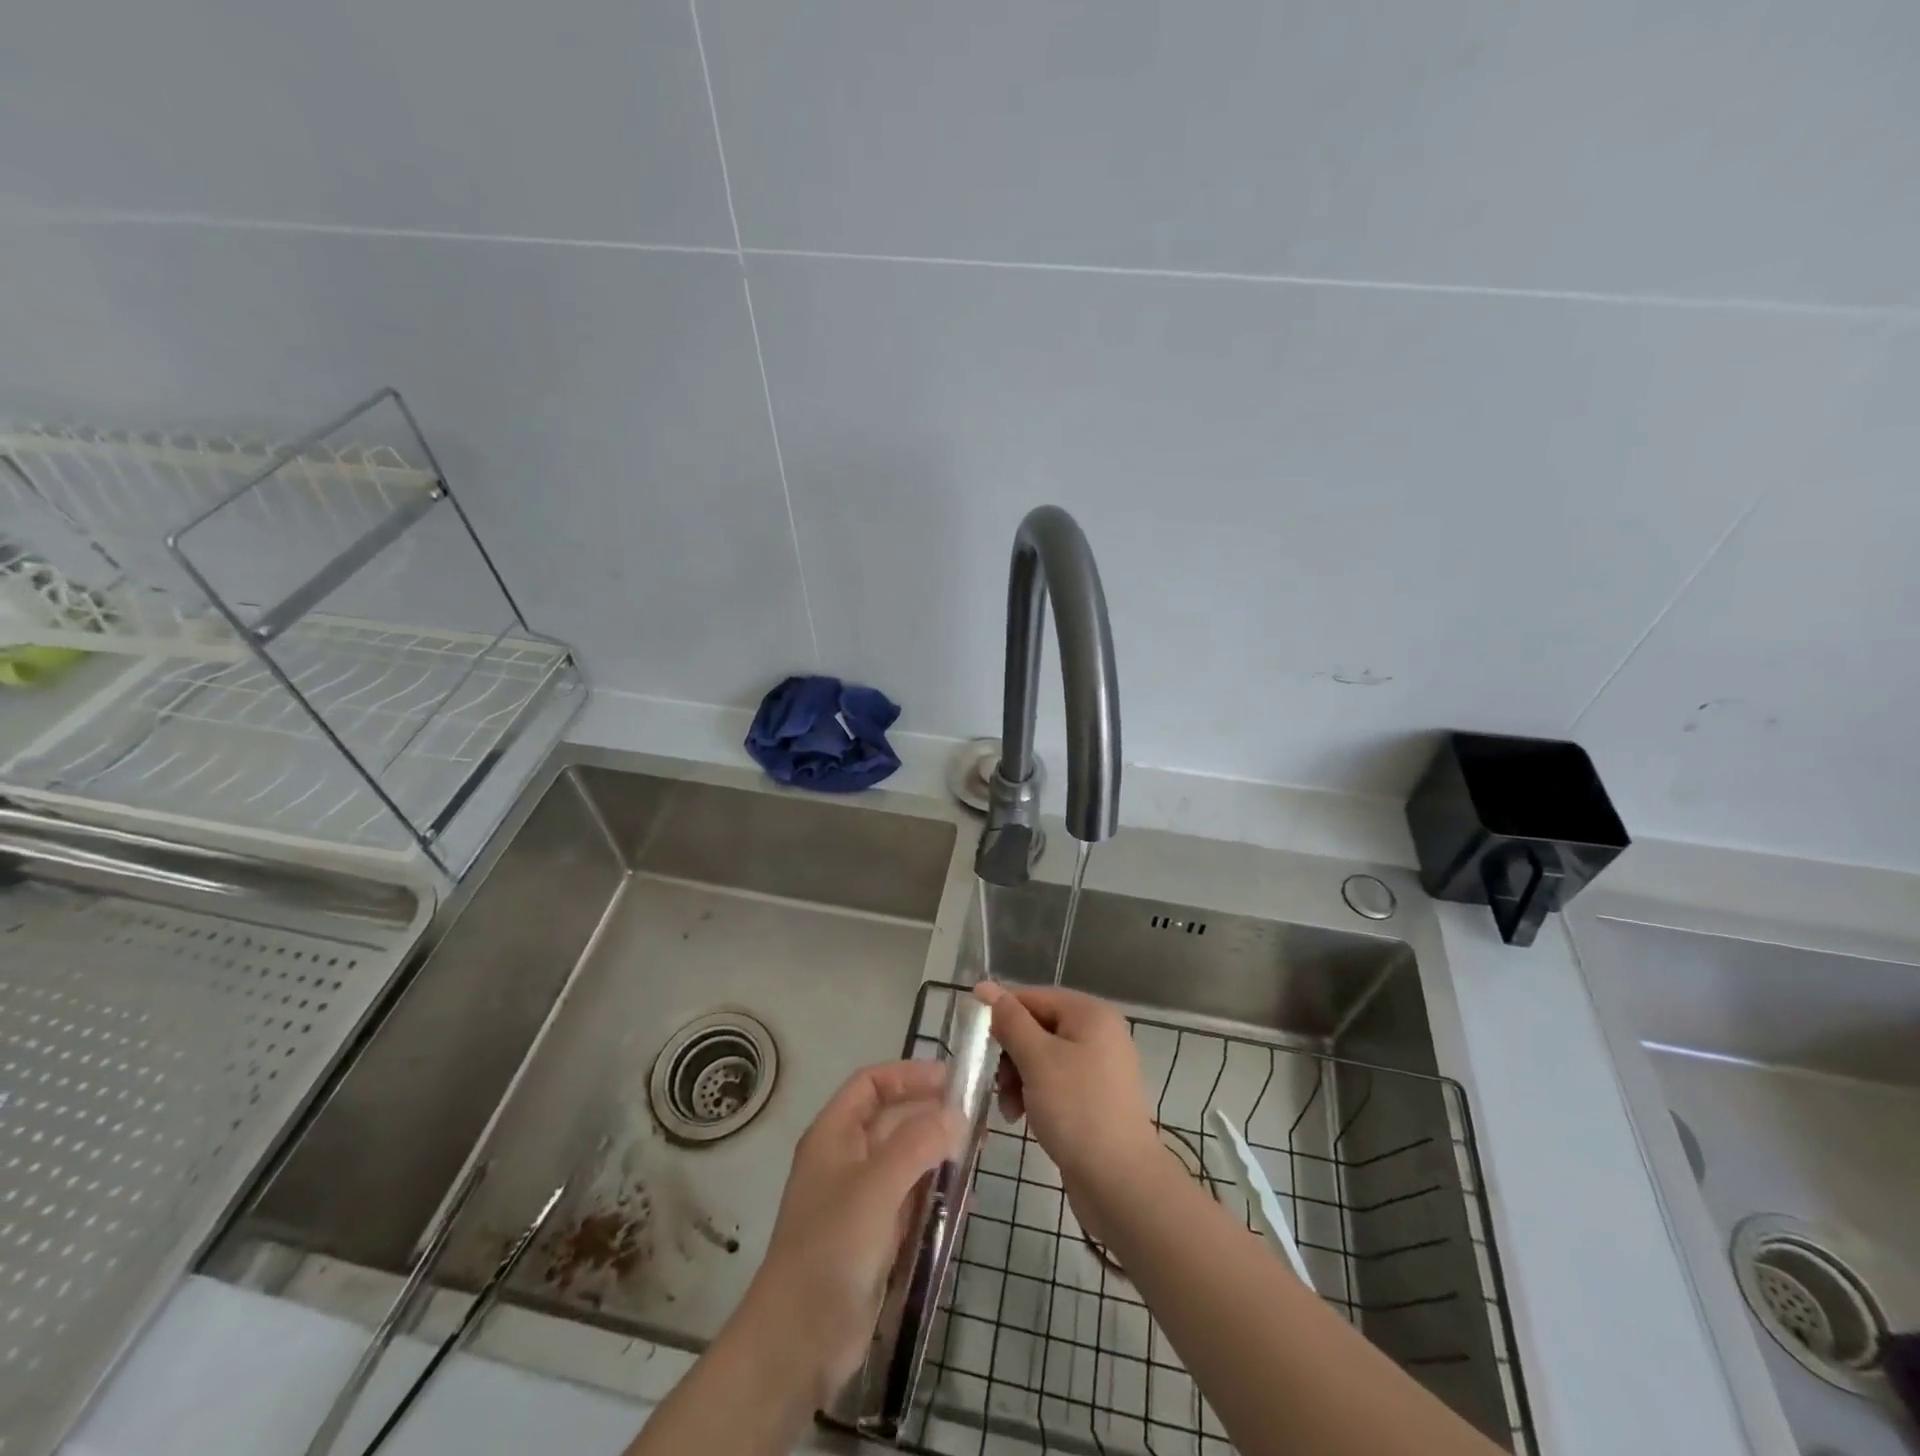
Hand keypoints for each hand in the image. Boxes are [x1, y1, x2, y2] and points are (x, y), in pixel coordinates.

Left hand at [738, 1060, 963, 1409]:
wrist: (799, 1342)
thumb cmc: (832, 1248)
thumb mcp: (876, 1186)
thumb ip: (918, 1143)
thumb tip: (956, 1113)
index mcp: (834, 1135)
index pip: (872, 1083)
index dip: (909, 1075)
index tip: (951, 1080)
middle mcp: (846, 1159)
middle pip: (893, 1119)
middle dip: (932, 1114)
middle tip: (978, 1119)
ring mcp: (860, 1199)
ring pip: (906, 1160)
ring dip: (939, 1154)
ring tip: (978, 1154)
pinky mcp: (875, 1237)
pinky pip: (911, 1200)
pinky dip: (936, 1194)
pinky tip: (966, 1201)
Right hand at [974, 982, 1158, 1189]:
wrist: (1121, 1183)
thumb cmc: (1077, 1110)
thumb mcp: (1037, 1059)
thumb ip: (1010, 1020)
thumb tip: (985, 985)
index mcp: (1090, 1013)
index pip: (1033, 997)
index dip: (1001, 1015)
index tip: (975, 1042)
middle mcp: (1098, 1032)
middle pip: (1037, 1027)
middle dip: (1010, 1054)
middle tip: (996, 1081)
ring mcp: (1098, 1066)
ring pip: (1042, 1057)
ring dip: (1018, 1078)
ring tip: (1009, 1109)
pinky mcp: (1094, 1097)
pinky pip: (1054, 1082)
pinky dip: (1035, 1094)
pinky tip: (1022, 1118)